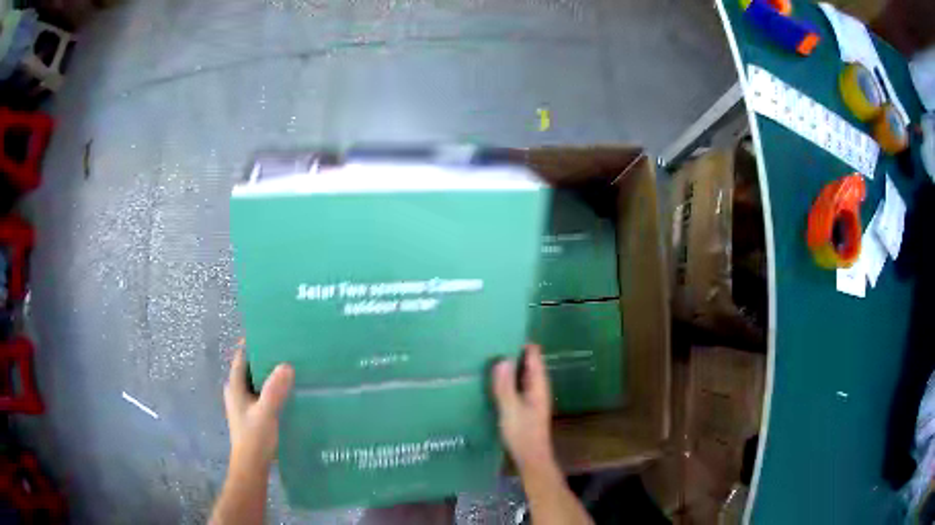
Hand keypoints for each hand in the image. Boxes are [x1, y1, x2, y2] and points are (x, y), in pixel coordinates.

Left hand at [223, 345, 294, 473]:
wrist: (252, 466)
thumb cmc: (254, 438)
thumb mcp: (265, 413)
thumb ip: (274, 391)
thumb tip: (286, 365)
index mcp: (235, 387)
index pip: (242, 357)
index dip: (253, 344)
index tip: (271, 333)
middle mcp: (237, 392)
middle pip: (251, 368)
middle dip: (266, 358)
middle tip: (287, 349)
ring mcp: (245, 403)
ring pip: (258, 382)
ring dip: (270, 375)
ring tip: (292, 366)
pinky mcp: (254, 414)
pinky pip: (263, 393)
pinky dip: (273, 389)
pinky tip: (289, 391)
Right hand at [491, 344, 553, 472]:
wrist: (530, 458)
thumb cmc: (522, 434)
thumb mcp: (510, 409)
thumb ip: (505, 385)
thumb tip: (502, 359)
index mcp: (538, 384)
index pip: (533, 354)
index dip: (520, 342)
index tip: (501, 333)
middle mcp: (537, 387)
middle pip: (527, 362)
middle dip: (511, 352)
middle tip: (488, 343)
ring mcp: (531, 396)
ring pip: (520, 374)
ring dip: (508, 366)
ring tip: (486, 357)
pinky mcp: (524, 405)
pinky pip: (515, 385)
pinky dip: (506, 379)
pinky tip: (490, 380)